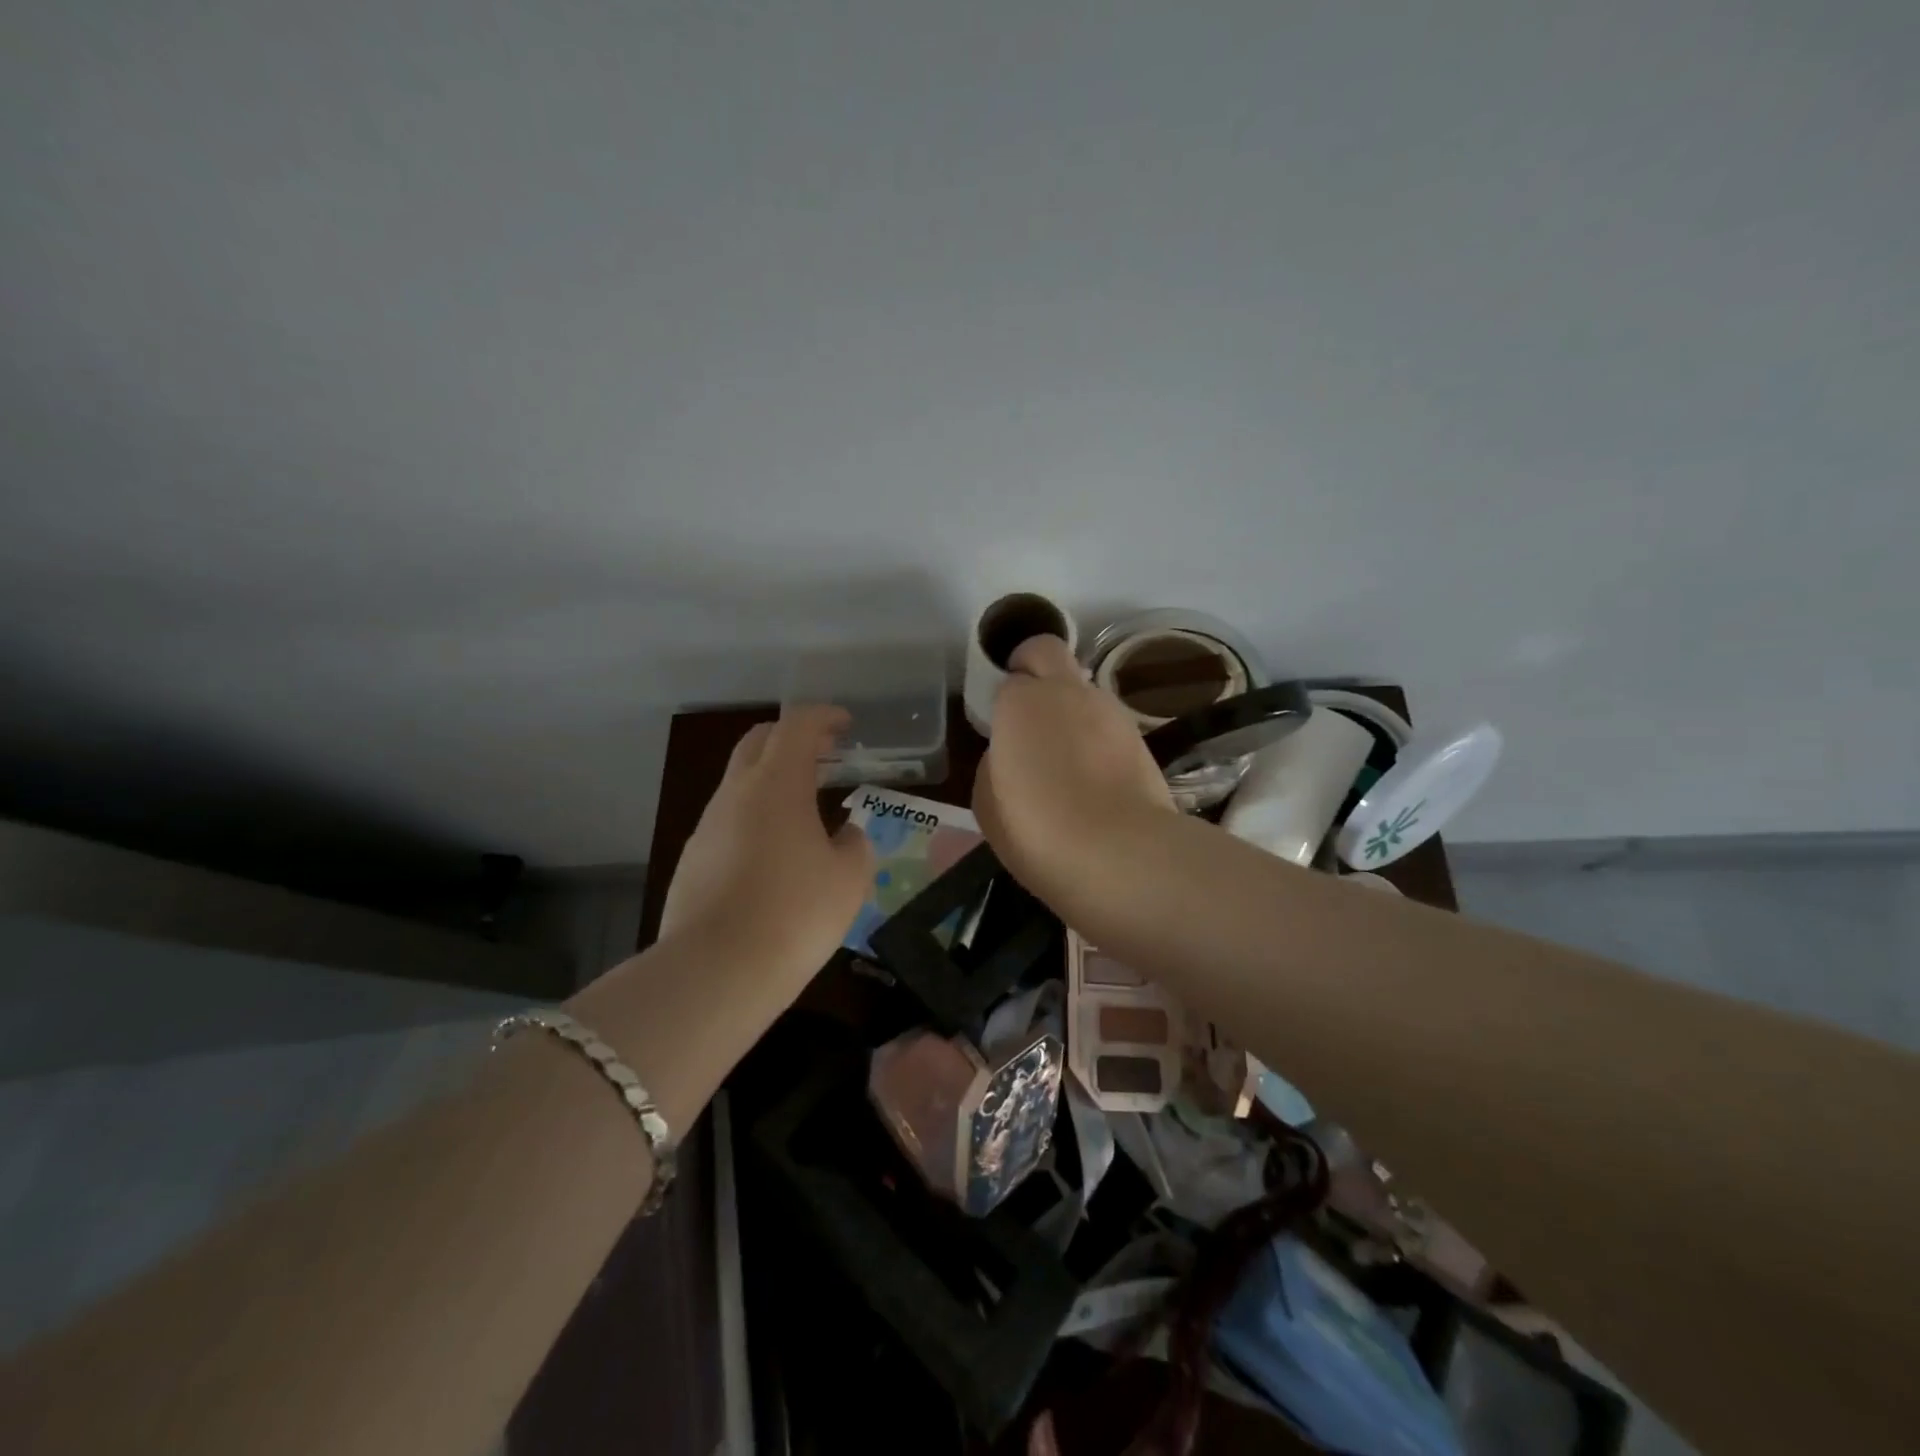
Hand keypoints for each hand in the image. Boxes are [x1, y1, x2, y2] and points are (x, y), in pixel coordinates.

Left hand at [660, 706, 875, 984]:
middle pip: (758, 743)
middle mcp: (735, 794)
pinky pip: (727, 823)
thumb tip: (846, 836)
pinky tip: (774, 856)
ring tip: (805, 809)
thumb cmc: (796, 912)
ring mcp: (707, 827)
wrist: (716, 972)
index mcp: (777, 784)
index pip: (797, 725)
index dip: (823, 717)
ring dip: (772, 781)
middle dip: (792, 738)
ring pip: (739, 784)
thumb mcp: (850, 878)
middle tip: (825, 754)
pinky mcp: (692, 861)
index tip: (845, 725)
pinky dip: (754, 819)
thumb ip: (855, 845)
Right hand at [973, 635, 1174, 916]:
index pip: (1009, 679)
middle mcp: (1068, 692)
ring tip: (1065, 758)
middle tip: (1027, 709)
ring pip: (1084, 690)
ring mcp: (1111, 711)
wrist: (1120, 854)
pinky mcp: (1141, 738)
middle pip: (1047, 652)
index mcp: (1022, 700)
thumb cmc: (1037, 829)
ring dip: (1070, 708)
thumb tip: (1011, 755)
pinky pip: (1108, 724)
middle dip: (1034, 667)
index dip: (1003, 701)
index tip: (1002, 730)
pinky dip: (1097, 738)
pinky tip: (1094, 778)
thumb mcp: (988, 803)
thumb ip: (995, 763)